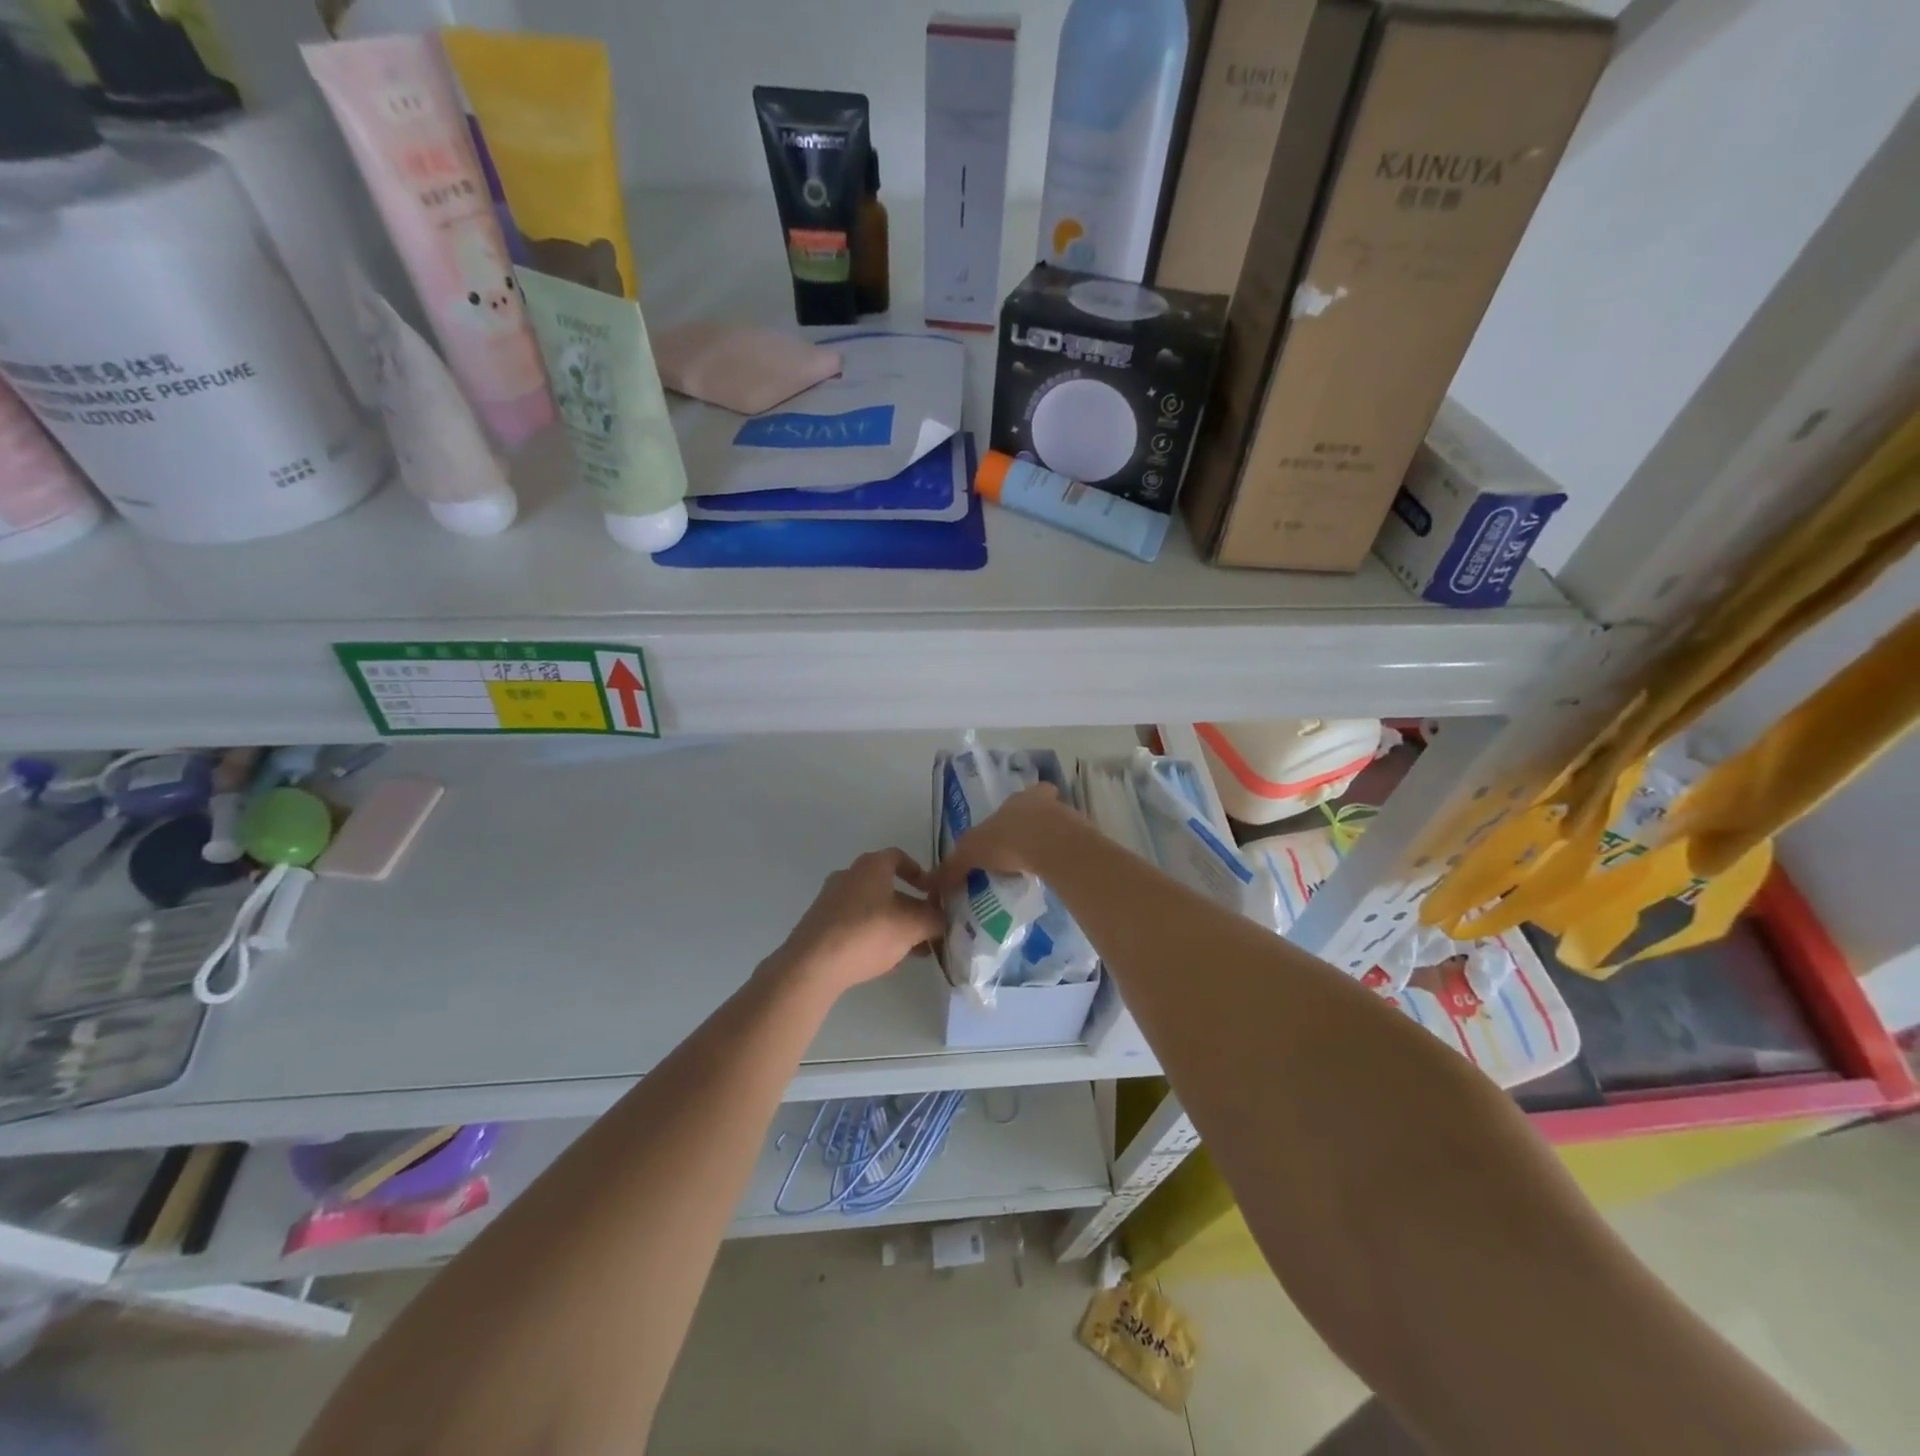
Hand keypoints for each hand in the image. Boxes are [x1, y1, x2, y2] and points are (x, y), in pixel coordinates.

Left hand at [770, 848, 944, 997]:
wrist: (812, 965)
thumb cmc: (867, 933)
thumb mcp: (912, 926)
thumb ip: (933, 919)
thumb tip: (942, 919)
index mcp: (871, 866)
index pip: (899, 857)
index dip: (919, 872)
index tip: (932, 892)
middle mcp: (848, 877)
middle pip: (886, 887)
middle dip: (910, 908)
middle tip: (927, 928)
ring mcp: (831, 901)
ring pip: (871, 910)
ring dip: (894, 926)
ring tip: (912, 952)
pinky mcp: (820, 926)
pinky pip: (855, 927)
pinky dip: (873, 938)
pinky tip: (886, 963)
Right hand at [927, 784, 1073, 899]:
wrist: (1053, 848)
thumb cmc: (1009, 840)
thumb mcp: (971, 852)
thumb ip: (954, 866)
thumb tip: (934, 883)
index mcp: (1019, 799)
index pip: (1019, 799)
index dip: (1014, 814)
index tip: (1009, 833)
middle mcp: (1046, 802)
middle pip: (1042, 810)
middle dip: (1035, 826)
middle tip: (1025, 851)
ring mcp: (1069, 818)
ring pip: (1060, 828)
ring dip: (1051, 843)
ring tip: (1039, 869)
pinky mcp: (1086, 839)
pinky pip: (1072, 849)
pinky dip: (1064, 860)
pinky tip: (1055, 877)